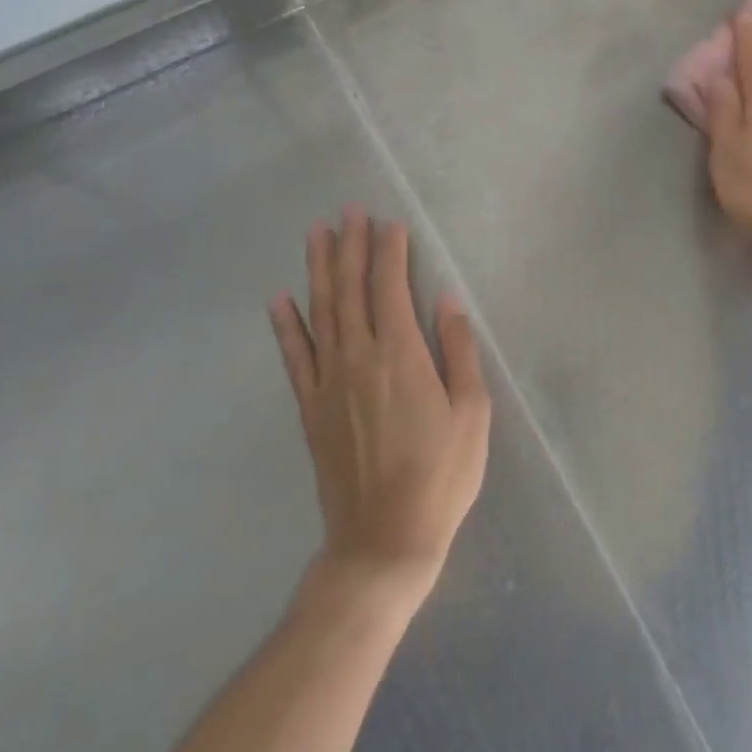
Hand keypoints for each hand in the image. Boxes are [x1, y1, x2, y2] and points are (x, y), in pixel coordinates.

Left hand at [269, 206, 491, 613]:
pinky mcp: (310, 407)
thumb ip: (458, 351)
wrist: (383, 540)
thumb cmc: (440, 475)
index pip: (390, 288)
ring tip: (317, 234)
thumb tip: (445, 301)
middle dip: (351, 246)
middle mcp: (358, 358)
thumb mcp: (472, 413)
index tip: (390, 222)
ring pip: (321, 311)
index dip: (389, 252)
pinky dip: (286, 324)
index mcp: (400, 355)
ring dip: (319, 269)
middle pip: (351, 290)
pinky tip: (279, 299)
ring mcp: (328, 382)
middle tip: (348, 210)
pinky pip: (295, 356)